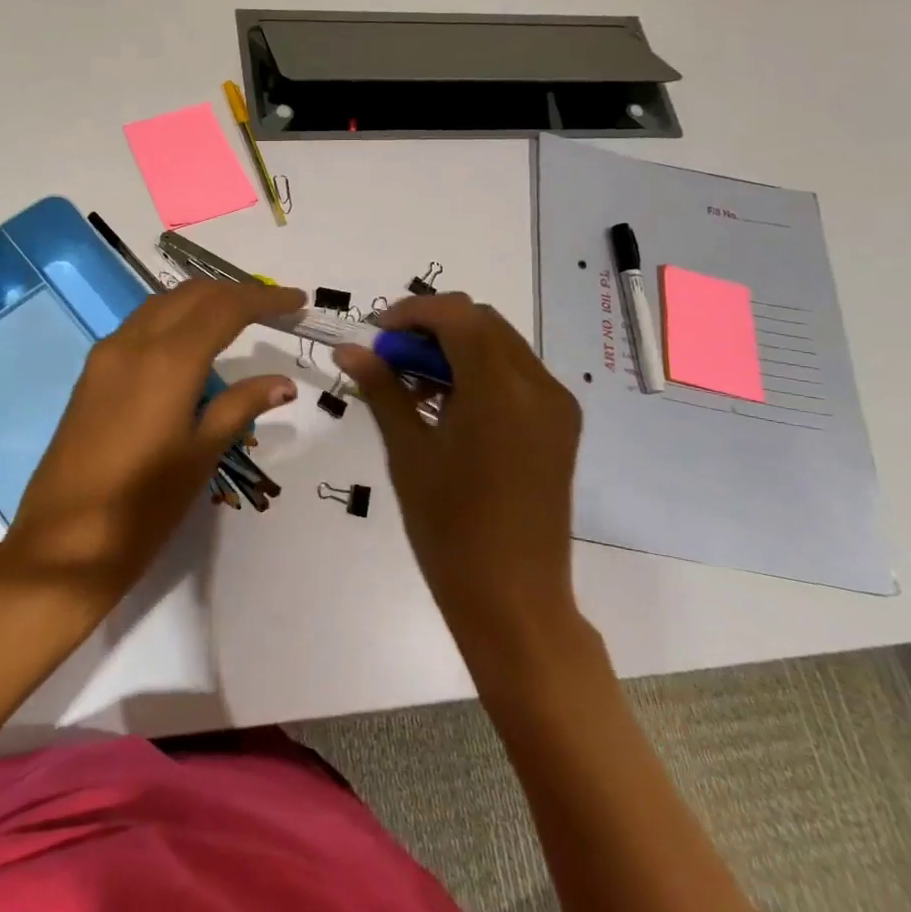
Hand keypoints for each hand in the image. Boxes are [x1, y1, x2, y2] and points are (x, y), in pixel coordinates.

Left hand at [0, 279, 303, 614]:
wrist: (62, 544)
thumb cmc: (143, 507)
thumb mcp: (200, 455)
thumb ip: (240, 407)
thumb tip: (283, 383)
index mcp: (169, 360)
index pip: (225, 308)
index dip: (264, 298)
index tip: (298, 300)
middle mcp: (134, 342)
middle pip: (192, 295)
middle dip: (235, 292)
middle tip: (273, 307)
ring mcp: (107, 354)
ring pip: (162, 304)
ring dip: (202, 301)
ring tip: (238, 318)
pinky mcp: (92, 373)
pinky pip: (140, 326)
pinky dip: (173, 319)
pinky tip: (190, 344)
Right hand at [336, 294, 585, 657]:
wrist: (513, 599)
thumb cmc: (449, 528)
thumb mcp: (408, 452)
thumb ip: (383, 389)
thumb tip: (350, 349)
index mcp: (501, 391)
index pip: (458, 316)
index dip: (413, 312)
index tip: (377, 334)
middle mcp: (539, 386)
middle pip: (482, 323)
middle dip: (432, 327)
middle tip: (390, 358)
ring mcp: (556, 406)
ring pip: (501, 344)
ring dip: (456, 346)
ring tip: (413, 383)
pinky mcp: (561, 426)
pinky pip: (516, 374)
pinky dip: (479, 370)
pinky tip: (448, 403)